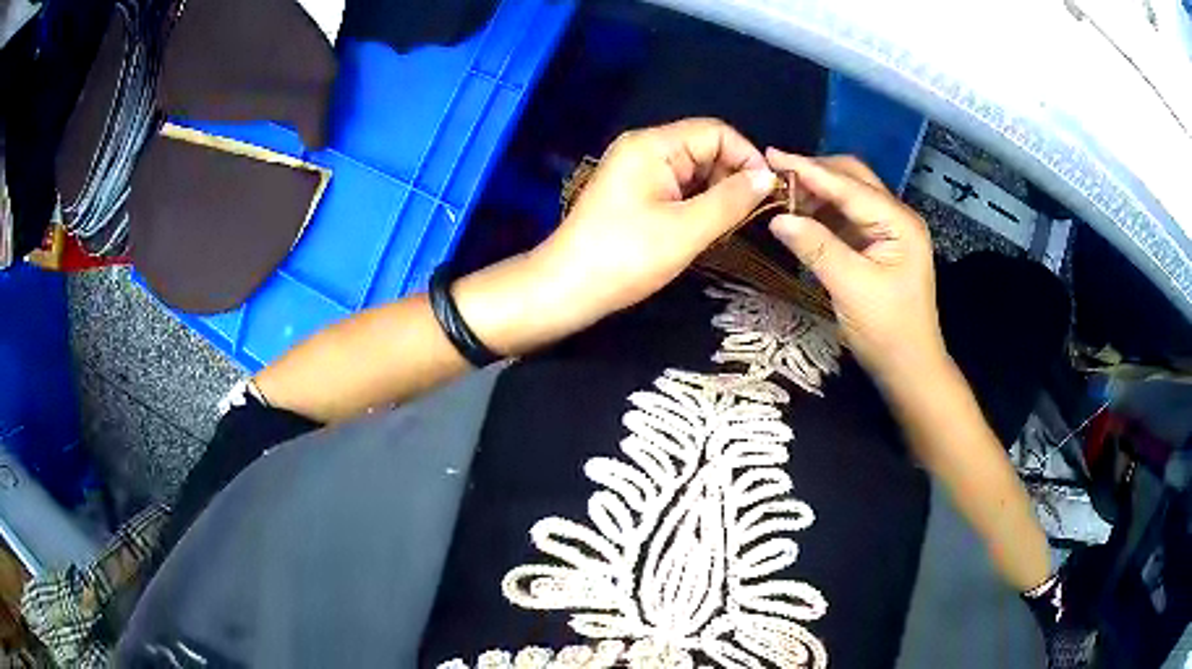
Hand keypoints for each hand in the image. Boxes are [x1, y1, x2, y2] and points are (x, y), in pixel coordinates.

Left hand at [530, 118, 776, 325]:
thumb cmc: (625, 258)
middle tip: (751, 216)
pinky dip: (699, 202)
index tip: (769, 193)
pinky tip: (708, 226)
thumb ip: (731, 199)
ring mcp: (638, 170)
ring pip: (695, 169)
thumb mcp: (686, 230)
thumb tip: (768, 177)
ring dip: (718, 192)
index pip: (717, 132)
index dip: (748, 157)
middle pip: (706, 147)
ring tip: (732, 225)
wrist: (566, 289)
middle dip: (734, 176)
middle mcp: (645, 148)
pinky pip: (679, 186)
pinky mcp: (635, 191)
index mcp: (653, 145)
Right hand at [765, 149, 945, 384]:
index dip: (808, 169)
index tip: (770, 155)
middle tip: (775, 176)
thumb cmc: (887, 331)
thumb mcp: (851, 288)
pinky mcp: (878, 246)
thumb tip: (777, 217)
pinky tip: (802, 217)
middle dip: (815, 174)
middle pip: (852, 179)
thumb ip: (816, 247)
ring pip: (848, 196)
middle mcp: (896, 217)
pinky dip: (823, 213)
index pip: (848, 185)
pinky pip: (847, 218)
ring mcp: (888, 231)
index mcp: (898, 222)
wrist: (909, 369)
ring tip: (783, 197)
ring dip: (817, 193)